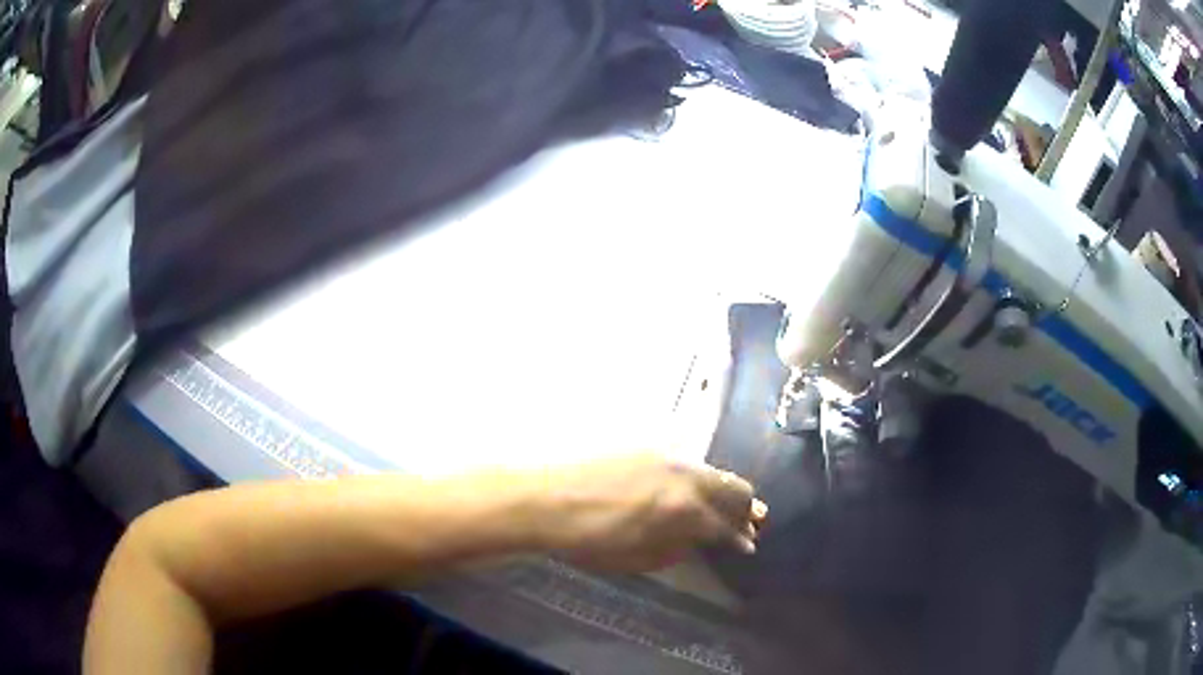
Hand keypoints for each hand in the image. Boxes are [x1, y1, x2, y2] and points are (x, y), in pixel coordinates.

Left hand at [533, 453, 766, 572]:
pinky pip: (685, 457)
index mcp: (684, 511)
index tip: (748, 545)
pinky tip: (687, 485)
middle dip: (746, 509)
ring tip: (723, 503)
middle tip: (749, 522)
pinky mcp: (648, 440)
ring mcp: (668, 452)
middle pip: (735, 488)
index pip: (727, 525)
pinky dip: (696, 475)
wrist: (541, 495)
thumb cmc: (586, 538)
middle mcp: (686, 475)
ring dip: (724, 488)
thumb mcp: (636, 558)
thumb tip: (696, 540)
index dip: (741, 538)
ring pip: (712, 469)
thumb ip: (676, 548)